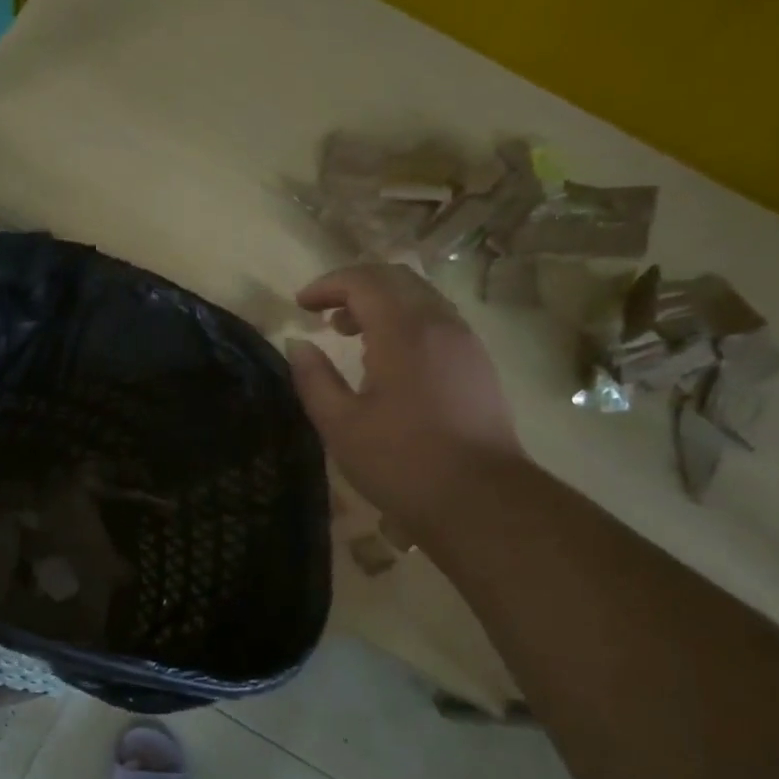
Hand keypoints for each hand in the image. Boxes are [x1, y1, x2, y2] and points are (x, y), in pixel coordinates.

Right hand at [287, 264, 522, 523]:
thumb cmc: (401, 462)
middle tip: (324, 313)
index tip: (300, 305)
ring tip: (351, 333)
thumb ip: (314, 378)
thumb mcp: (341, 425)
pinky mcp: (478, 364)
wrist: (480, 499)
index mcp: (403, 331)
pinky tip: (388, 359)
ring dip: (382, 303)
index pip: (363, 281)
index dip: (327, 285)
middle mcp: (440, 324)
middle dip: (355, 286)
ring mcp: (465, 342)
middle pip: (396, 279)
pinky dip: (405, 321)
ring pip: (421, 298)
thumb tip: (298, 345)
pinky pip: (438, 321)